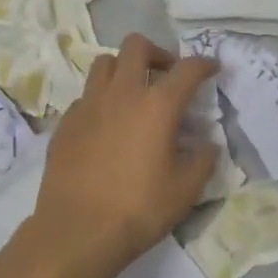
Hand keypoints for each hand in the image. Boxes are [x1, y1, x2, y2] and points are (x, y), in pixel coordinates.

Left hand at [32, 34, 217, 277]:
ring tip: (133, 93)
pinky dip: (101, 99)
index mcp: (157, 106)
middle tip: (166, 75)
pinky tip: (107, 125)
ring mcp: (88, 105)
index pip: (187, 69)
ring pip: (105, 63)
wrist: (77, 231)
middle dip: (157, 53)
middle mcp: (122, 94)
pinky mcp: (66, 123)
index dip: (204, 64)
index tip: (212, 68)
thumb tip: (205, 144)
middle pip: (136, 46)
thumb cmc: (138, 209)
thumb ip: (202, 159)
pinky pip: (86, 95)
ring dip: (124, 69)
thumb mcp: (186, 190)